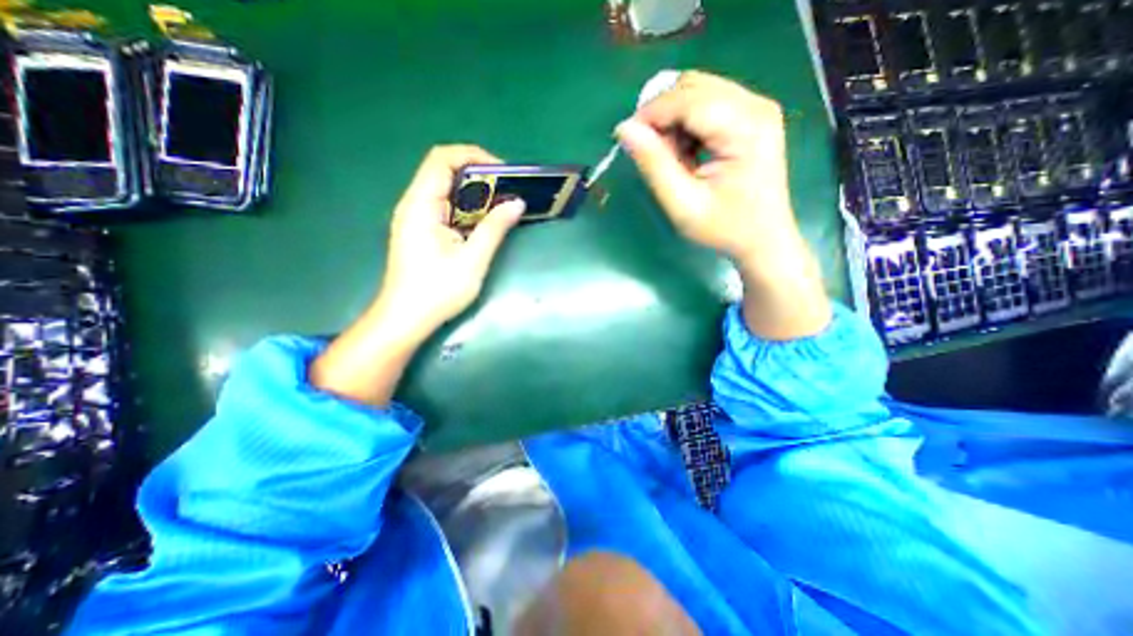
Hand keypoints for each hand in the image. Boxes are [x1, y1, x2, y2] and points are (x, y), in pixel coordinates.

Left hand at [375, 144, 525, 333]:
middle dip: (480, 177)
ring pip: (447, 191)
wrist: (406, 319)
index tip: (503, 173)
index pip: (443, 159)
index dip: (474, 157)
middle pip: (445, 172)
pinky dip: (468, 210)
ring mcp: (417, 218)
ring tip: (502, 206)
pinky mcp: (422, 231)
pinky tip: (484, 223)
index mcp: (421, 205)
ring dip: (476, 195)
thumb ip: (495, 228)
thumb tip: (517, 203)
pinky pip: (447, 209)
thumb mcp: (473, 260)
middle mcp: (415, 204)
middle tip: (508, 191)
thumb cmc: (437, 291)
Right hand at [616, 69, 828, 339]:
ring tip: (673, 159)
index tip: (627, 139)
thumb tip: (625, 129)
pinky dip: (687, 125)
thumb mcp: (683, 204)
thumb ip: (654, 165)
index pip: (687, 99)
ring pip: (697, 92)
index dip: (651, 114)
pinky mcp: (751, 117)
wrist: (762, 239)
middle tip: (654, 155)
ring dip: (673, 121)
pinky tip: (687, 154)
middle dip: (662, 116)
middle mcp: (755, 105)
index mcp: (745, 126)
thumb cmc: (724, 228)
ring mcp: (756, 108)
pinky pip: (707, 104)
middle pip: (693, 87)